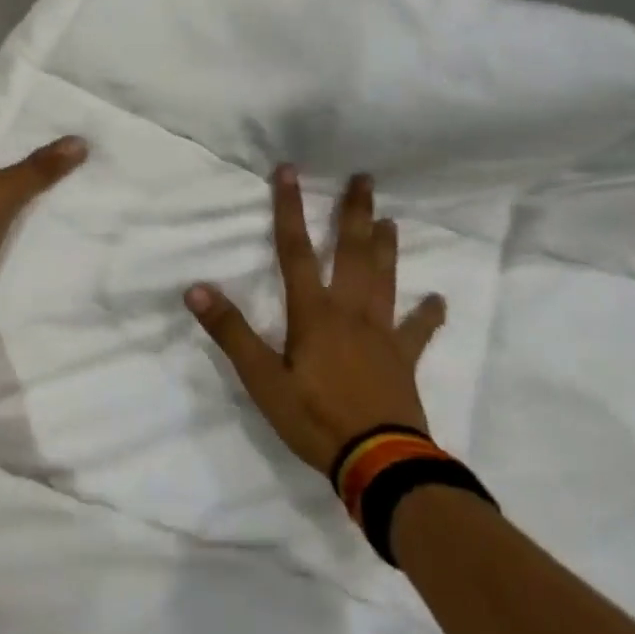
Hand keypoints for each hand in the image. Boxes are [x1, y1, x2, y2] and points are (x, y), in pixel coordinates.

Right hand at [185, 167, 447, 476]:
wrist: (378, 462)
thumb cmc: (314, 418)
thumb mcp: (261, 379)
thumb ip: (231, 332)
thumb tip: (196, 289)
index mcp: (313, 312)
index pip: (295, 250)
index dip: (289, 209)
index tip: (289, 171)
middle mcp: (350, 311)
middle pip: (353, 253)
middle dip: (355, 213)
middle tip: (365, 178)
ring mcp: (382, 334)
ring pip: (385, 279)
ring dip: (387, 247)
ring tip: (390, 220)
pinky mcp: (403, 359)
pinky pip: (418, 331)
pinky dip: (428, 314)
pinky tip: (438, 300)